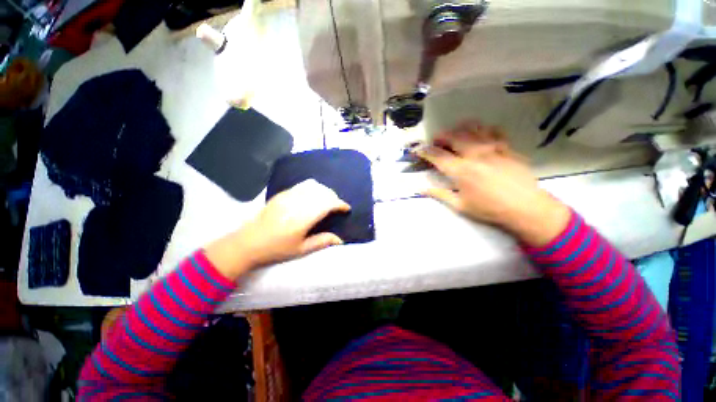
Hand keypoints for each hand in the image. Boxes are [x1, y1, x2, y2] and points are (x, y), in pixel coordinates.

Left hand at [206, 179, 350, 279]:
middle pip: (323, 192)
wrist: (248, 242)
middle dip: (334, 198)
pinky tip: (314, 195)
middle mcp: (297, 203)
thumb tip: (340, 240)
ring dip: (325, 191)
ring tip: (327, 200)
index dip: (340, 204)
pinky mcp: (282, 193)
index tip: (346, 209)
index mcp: (303, 218)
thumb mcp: (301, 250)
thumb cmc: (276, 249)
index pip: (328, 203)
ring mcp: (288, 196)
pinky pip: (302, 185)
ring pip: (314, 186)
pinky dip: (313, 187)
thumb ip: (322, 241)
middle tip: (337, 207)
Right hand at [418, 122, 569, 245]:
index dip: (424, 151)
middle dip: (440, 136)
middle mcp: (474, 154)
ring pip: (472, 129)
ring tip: (455, 134)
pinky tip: (480, 134)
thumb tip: (420, 189)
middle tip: (436, 141)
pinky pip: (493, 130)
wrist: (526, 208)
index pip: (437, 155)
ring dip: (459, 129)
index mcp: (460, 171)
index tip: (417, 150)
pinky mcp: (507, 147)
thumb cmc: (489, 209)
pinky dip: (482, 129)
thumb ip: (439, 194)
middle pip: (453, 136)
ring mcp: (492, 148)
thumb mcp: (460, 206)